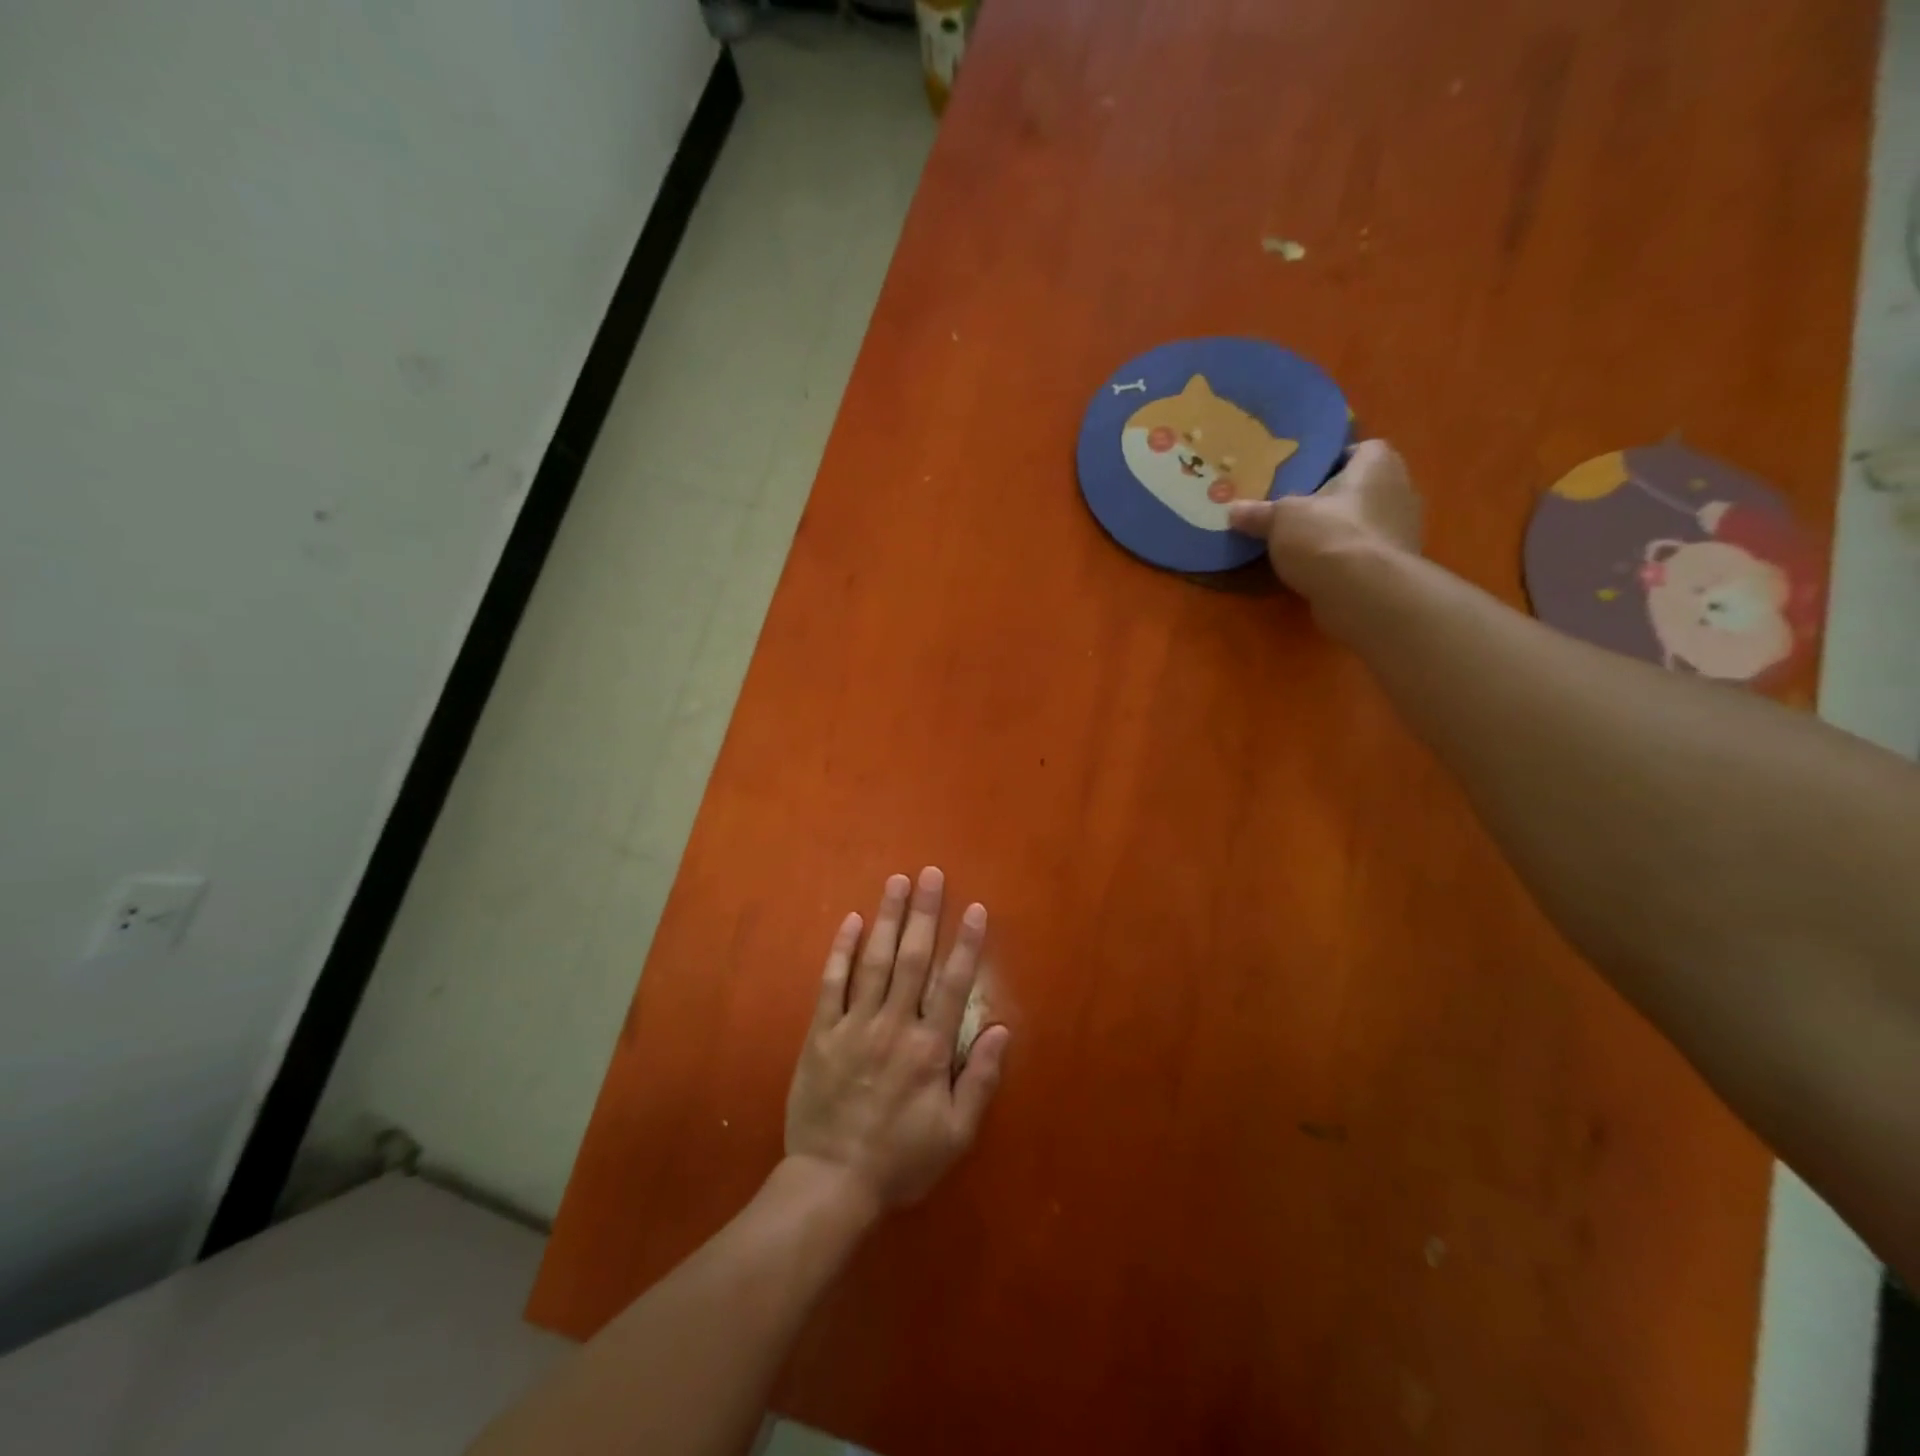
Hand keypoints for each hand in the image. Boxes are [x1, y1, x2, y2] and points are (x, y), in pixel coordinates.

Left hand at [784, 867, 1010, 1213]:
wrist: (831, 1183)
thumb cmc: (900, 1160)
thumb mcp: (955, 1134)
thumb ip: (981, 1079)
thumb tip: (1003, 1029)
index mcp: (929, 1048)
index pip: (953, 984)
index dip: (965, 943)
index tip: (974, 907)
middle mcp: (893, 1025)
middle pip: (912, 959)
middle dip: (924, 913)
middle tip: (931, 873)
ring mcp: (853, 1026)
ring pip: (874, 961)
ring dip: (887, 918)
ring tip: (896, 881)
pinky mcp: (821, 1034)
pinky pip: (831, 984)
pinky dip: (841, 951)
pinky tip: (850, 921)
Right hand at [1228, 439, 1423, 586]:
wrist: (1363, 593)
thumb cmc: (1327, 535)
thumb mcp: (1281, 519)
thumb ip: (1259, 513)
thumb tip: (1232, 510)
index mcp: (1378, 465)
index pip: (1362, 449)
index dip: (1334, 460)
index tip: (1306, 477)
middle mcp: (1400, 490)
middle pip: (1362, 488)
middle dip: (1334, 498)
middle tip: (1298, 510)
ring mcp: (1402, 531)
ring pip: (1364, 522)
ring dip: (1340, 530)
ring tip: (1304, 542)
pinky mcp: (1395, 566)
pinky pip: (1365, 553)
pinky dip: (1346, 558)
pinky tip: (1318, 569)